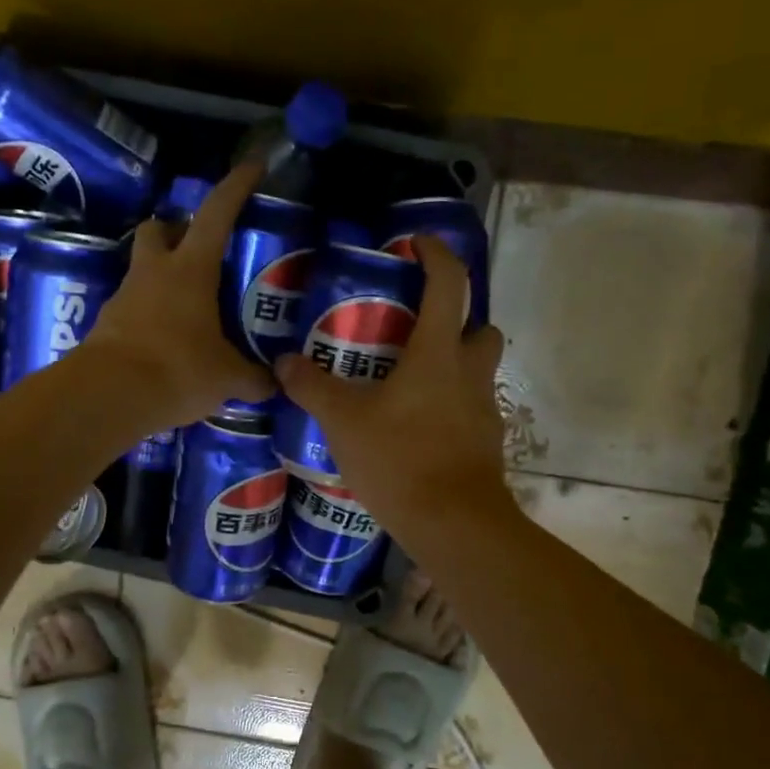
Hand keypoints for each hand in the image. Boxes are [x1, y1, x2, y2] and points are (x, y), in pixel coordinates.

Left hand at [80, 160, 276, 429]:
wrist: (107, 397)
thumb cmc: (176, 370)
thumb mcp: (226, 377)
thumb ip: (254, 378)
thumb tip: (274, 384)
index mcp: (190, 270)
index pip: (216, 214)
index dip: (236, 187)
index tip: (253, 167)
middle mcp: (154, 273)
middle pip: (159, 228)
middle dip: (178, 230)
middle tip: (202, 252)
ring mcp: (125, 297)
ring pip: (144, 268)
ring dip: (164, 276)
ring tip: (192, 307)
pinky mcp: (108, 325)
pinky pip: (134, 307)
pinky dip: (152, 315)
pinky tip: (169, 341)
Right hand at [274, 235, 510, 534]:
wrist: (453, 524)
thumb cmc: (400, 459)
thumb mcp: (344, 421)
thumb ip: (312, 387)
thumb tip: (283, 362)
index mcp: (438, 353)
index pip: (450, 284)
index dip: (437, 255)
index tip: (418, 244)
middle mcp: (470, 373)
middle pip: (481, 329)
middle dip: (458, 322)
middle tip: (417, 332)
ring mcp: (484, 411)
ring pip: (479, 372)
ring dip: (454, 367)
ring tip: (410, 383)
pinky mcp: (486, 444)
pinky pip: (471, 411)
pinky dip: (450, 409)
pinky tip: (418, 429)